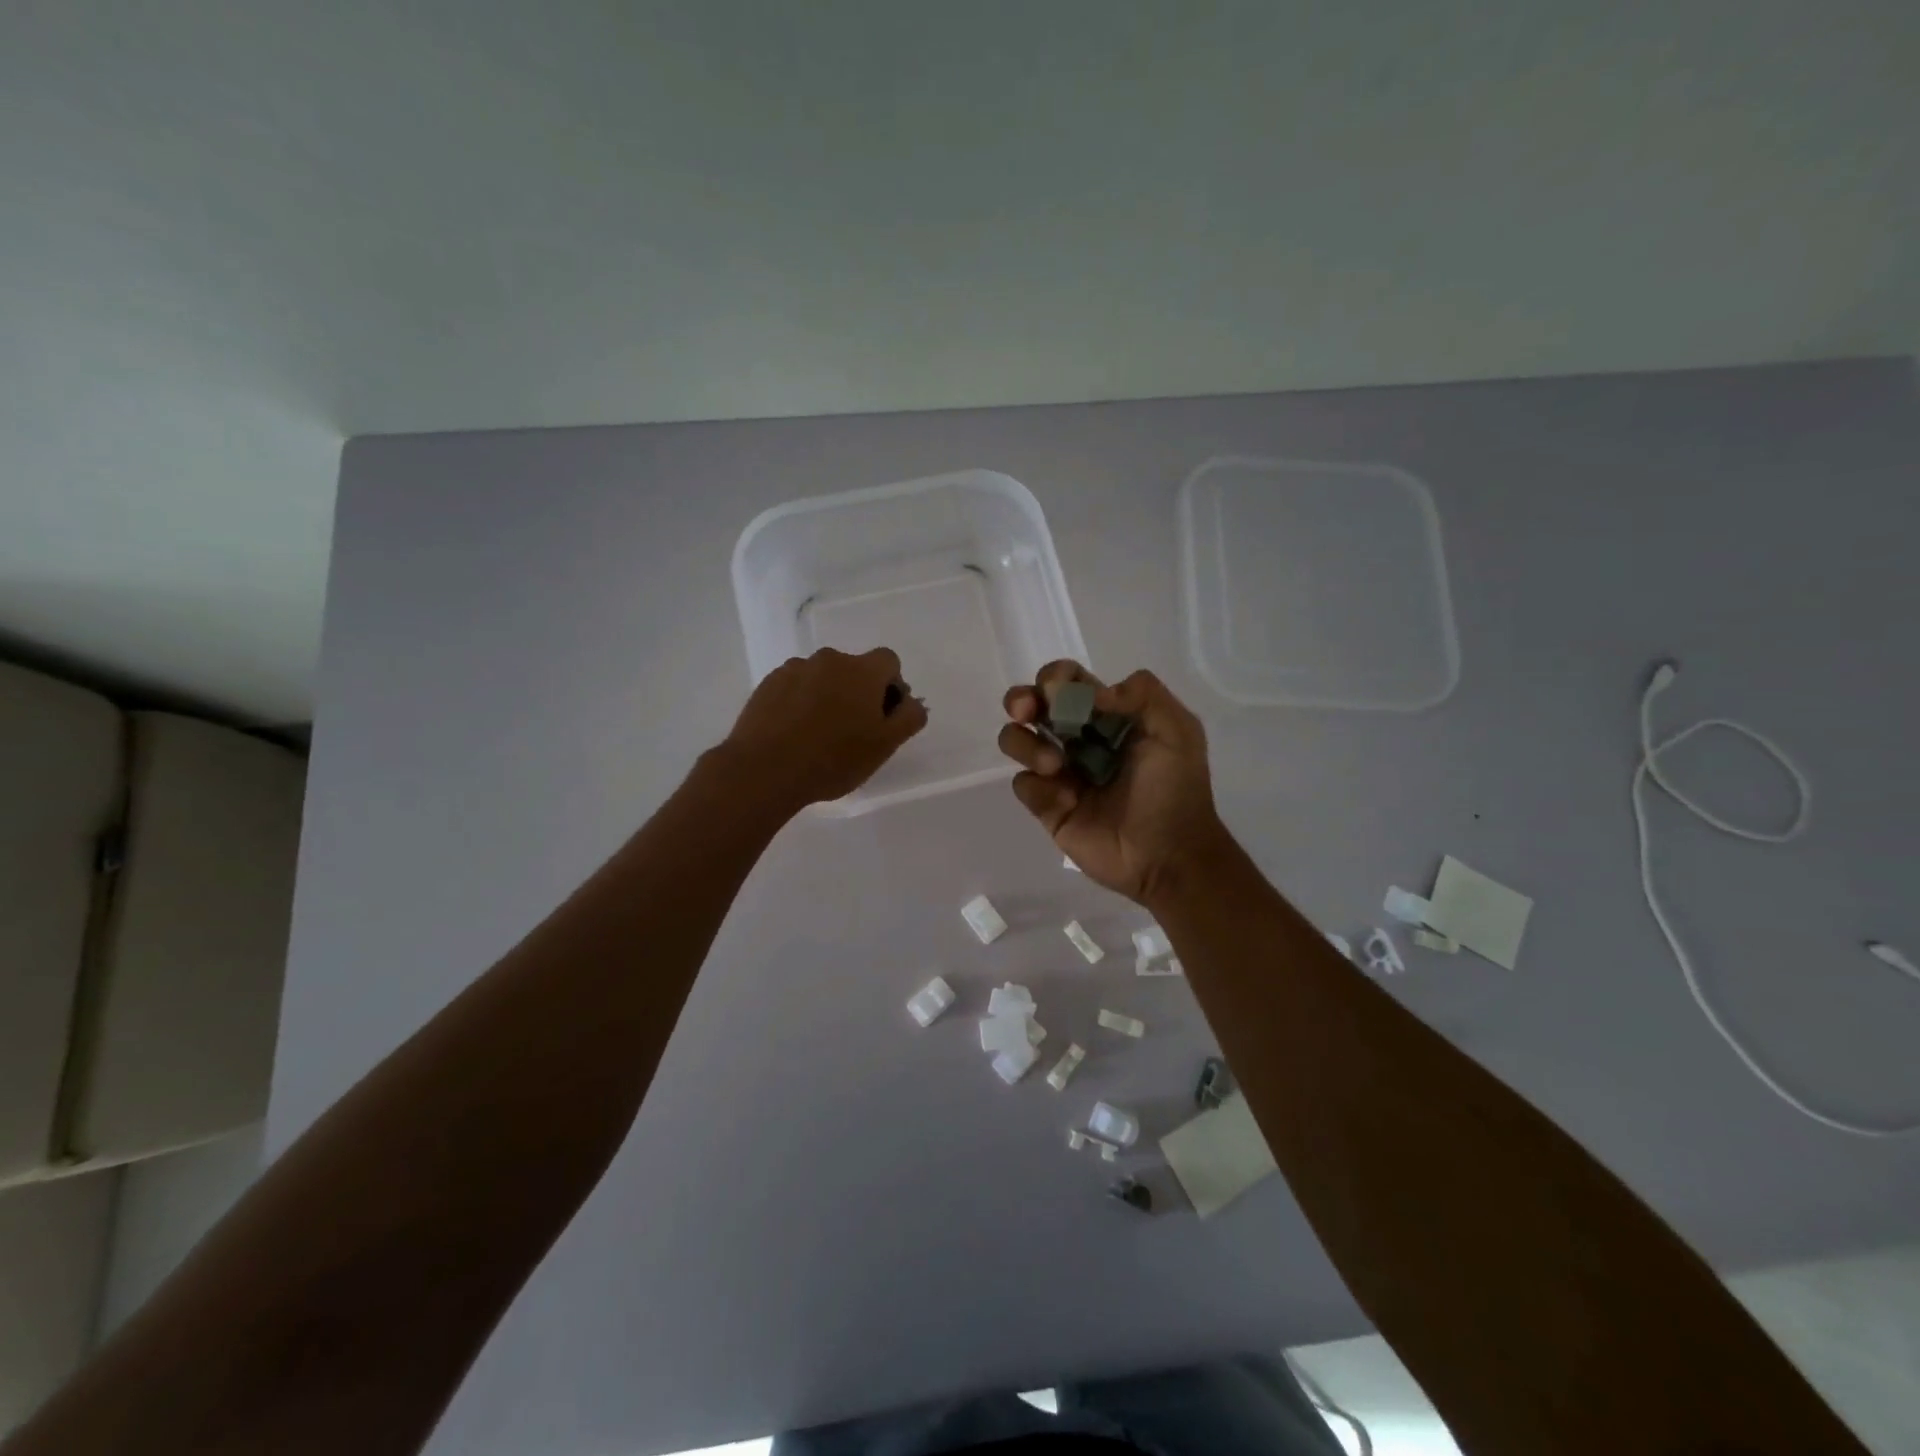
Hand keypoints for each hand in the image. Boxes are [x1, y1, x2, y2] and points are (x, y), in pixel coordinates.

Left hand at [723, 647, 927, 810]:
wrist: (764, 769)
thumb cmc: (834, 759)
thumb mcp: (885, 746)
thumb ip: (909, 717)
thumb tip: (911, 702)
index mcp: (862, 670)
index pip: (889, 661)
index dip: (891, 687)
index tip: (882, 717)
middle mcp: (829, 659)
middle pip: (854, 669)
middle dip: (858, 692)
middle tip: (852, 732)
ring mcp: (794, 668)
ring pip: (823, 678)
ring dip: (828, 696)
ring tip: (818, 735)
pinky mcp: (768, 683)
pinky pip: (795, 687)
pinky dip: (800, 702)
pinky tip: (794, 733)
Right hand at [998, 661, 1227, 905]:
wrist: (1170, 855)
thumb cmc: (1176, 790)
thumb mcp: (1177, 731)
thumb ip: (1144, 694)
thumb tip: (1095, 693)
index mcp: (1107, 715)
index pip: (1069, 681)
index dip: (1056, 677)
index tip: (1057, 690)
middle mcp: (1077, 738)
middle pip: (1031, 705)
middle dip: (1020, 700)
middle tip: (1026, 711)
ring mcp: (1059, 773)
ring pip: (1016, 740)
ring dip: (1026, 744)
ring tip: (1055, 766)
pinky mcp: (1047, 807)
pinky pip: (1023, 785)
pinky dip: (1039, 788)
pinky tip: (1068, 802)